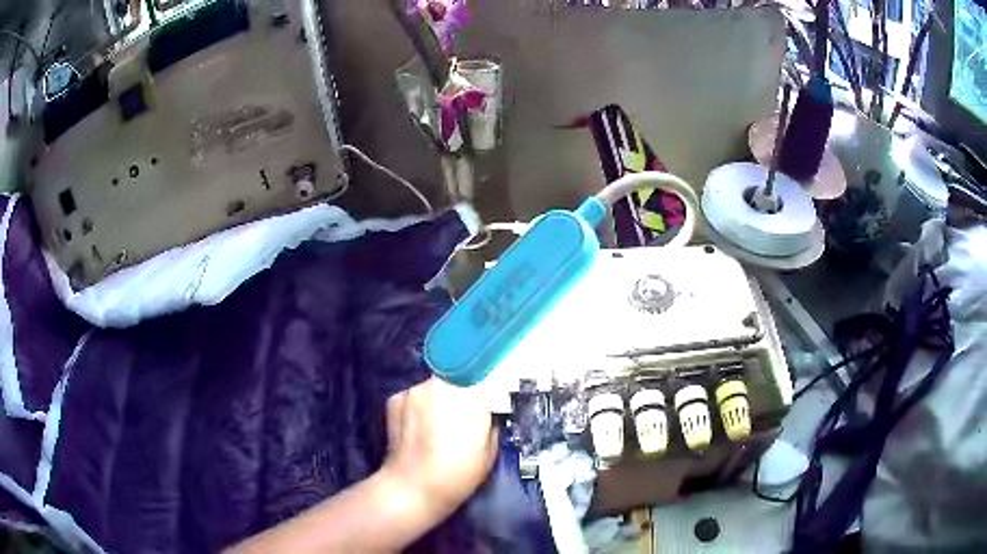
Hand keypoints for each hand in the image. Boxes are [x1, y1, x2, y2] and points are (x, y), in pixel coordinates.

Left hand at [382, 377, 498, 515]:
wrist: (412, 488)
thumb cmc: (458, 474)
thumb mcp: (490, 450)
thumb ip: (490, 422)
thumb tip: (487, 412)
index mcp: (470, 396)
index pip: (483, 377)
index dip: (486, 389)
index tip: (488, 402)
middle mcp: (441, 384)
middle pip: (456, 379)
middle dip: (461, 393)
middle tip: (462, 416)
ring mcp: (414, 390)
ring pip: (434, 387)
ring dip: (439, 400)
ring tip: (438, 425)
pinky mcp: (395, 399)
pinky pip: (415, 397)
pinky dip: (419, 408)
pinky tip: (419, 430)